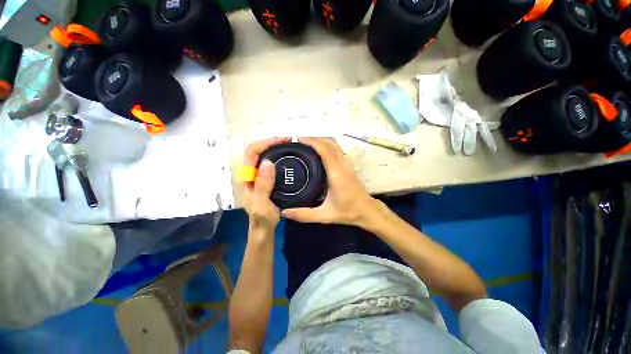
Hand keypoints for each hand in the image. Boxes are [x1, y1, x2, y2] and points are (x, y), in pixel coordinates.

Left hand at [241, 138, 289, 232]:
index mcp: (245, 176)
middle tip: (289, 141)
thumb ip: (263, 184)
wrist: (264, 227)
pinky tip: (288, 157)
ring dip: (276, 148)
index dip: (266, 143)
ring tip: (290, 146)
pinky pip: (271, 163)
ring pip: (264, 155)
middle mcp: (250, 172)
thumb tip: (268, 162)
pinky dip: (279, 156)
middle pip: (258, 150)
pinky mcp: (266, 178)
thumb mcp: (261, 203)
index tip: (282, 141)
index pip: (252, 151)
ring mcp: (258, 175)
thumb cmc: (261, 218)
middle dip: (272, 142)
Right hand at [281, 137, 378, 226]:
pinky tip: (316, 152)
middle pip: (329, 142)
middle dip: (313, 139)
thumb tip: (284, 212)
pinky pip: (336, 149)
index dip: (311, 141)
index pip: (325, 150)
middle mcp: (343, 165)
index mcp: (337, 174)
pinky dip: (325, 145)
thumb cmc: (348, 212)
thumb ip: (304, 215)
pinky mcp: (348, 165)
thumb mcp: (325, 216)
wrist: (368, 211)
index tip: (297, 139)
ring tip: (305, 145)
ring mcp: (347, 163)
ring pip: (334, 144)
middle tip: (297, 142)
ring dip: (320, 141)